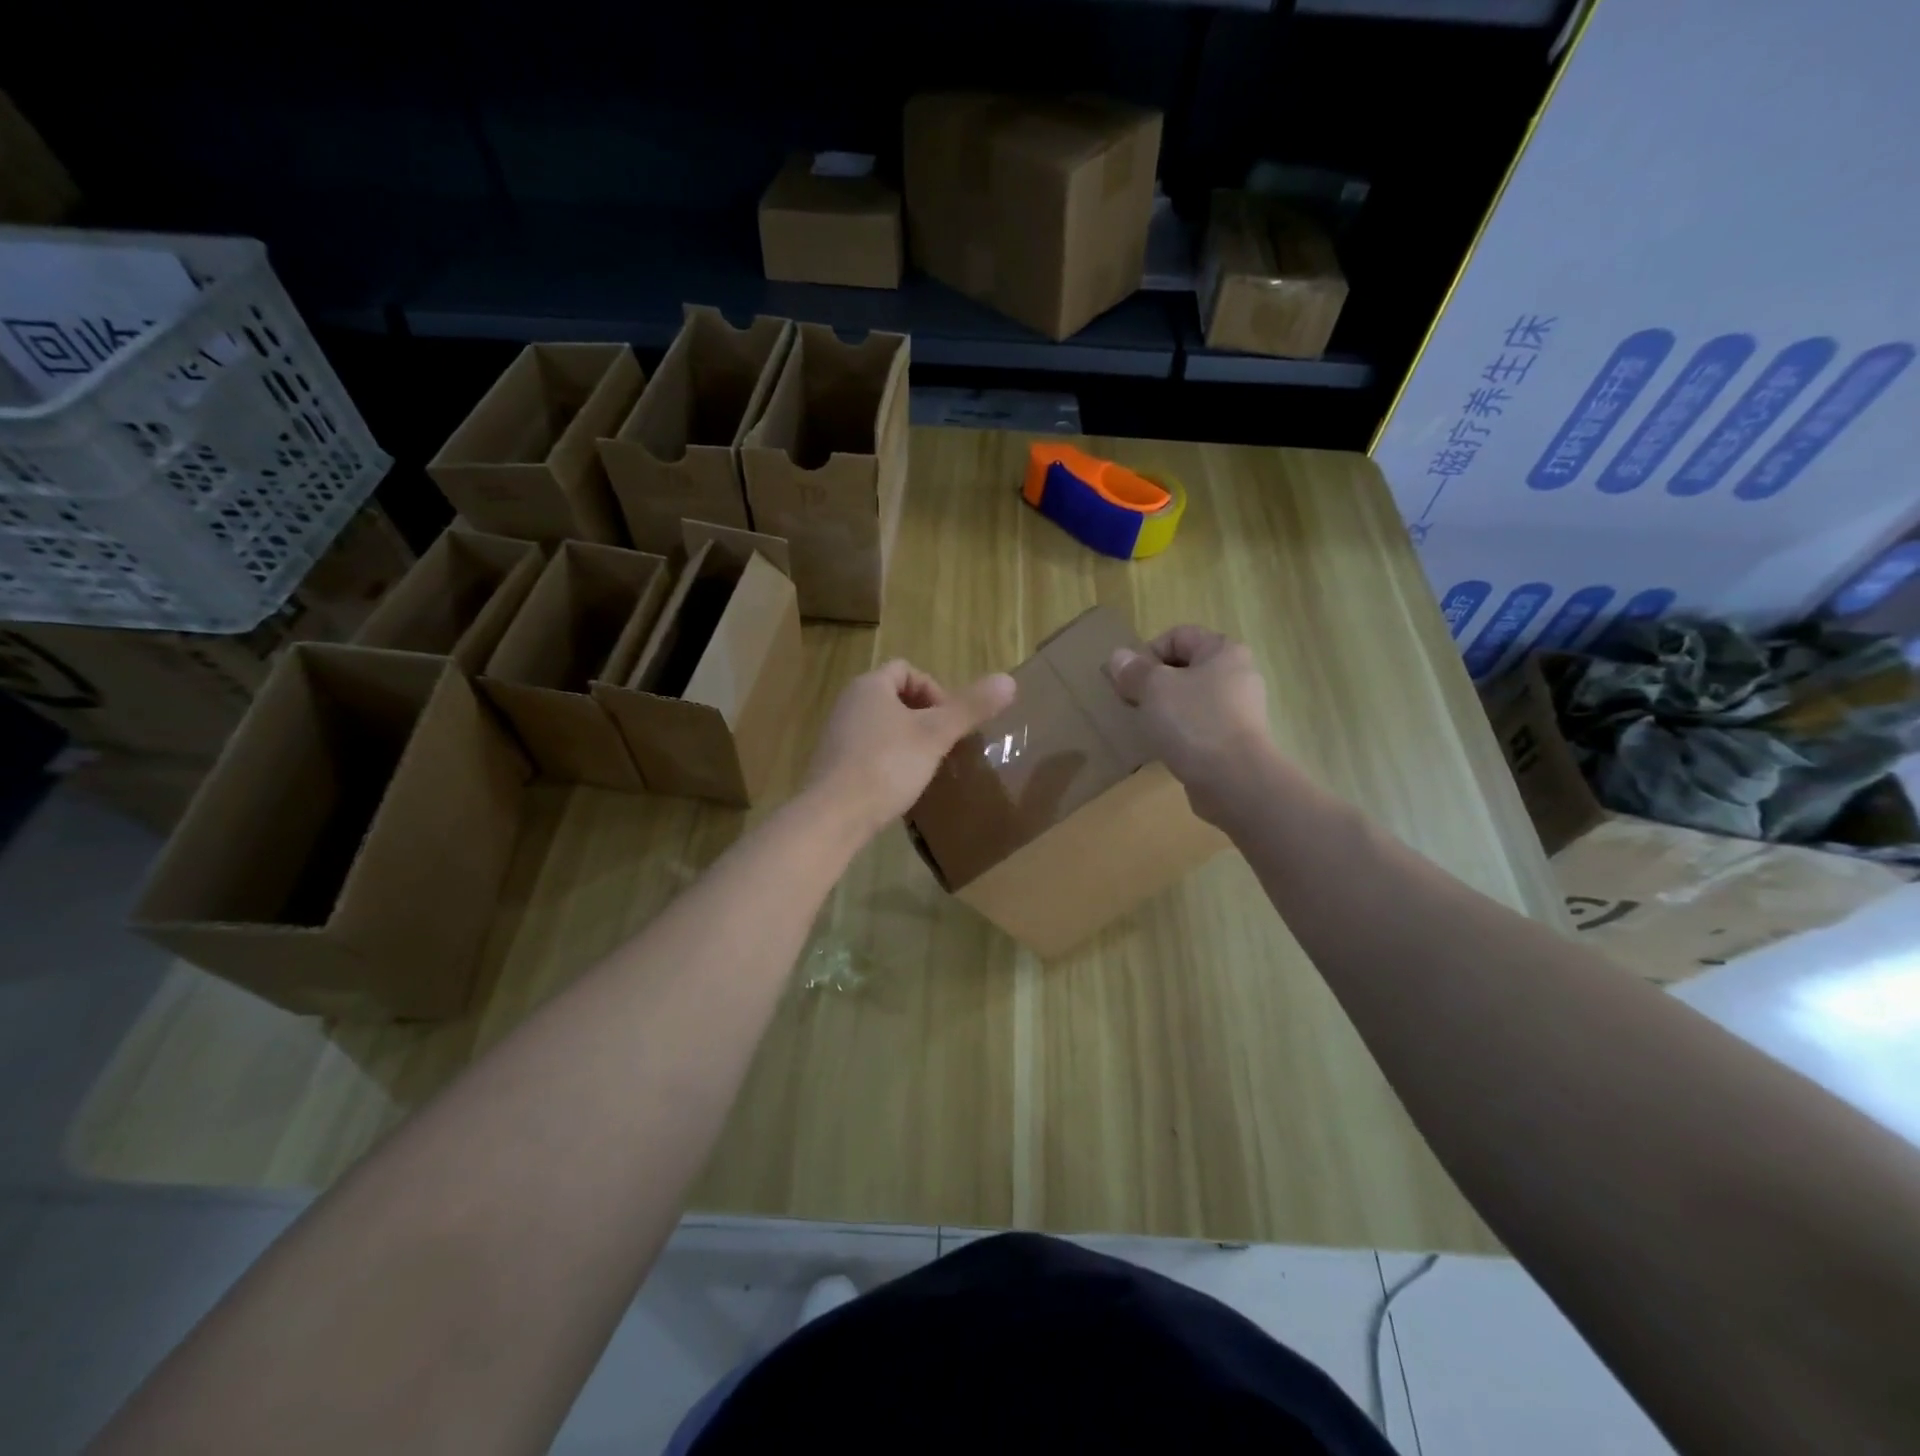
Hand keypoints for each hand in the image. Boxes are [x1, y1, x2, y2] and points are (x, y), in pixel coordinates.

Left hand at [805, 660, 1017, 838]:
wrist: (833, 815)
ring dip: (907, 740)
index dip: (934, 690)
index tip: (948, 721)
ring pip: (882, 726)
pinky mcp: (833, 764)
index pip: (906, 669)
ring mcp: (837, 734)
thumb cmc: (886, 765)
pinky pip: (868, 751)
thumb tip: (1010, 680)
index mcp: (870, 685)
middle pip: (895, 697)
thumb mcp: (935, 735)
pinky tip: (900, 785)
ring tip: (926, 766)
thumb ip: (970, 708)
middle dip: (923, 717)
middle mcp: (849, 703)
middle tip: (942, 744)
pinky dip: (888, 760)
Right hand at [1105, 626, 1274, 826]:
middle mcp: (1238, 675)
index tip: (1130, 680)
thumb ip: (1134, 670)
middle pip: (1185, 668)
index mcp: (1224, 652)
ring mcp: (1240, 711)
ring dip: (1165, 709)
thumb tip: (1119, 657)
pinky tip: (1165, 747)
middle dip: (1153, 683)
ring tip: (1146, 726)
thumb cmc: (1194, 722)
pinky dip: (1180, 732)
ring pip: (1191, 699)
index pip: (1178, 636)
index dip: (1147, 652)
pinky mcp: (1236, 741)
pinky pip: (1200, 726)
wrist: (1234, 781)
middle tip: (1132, 703)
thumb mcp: (1154, 689)